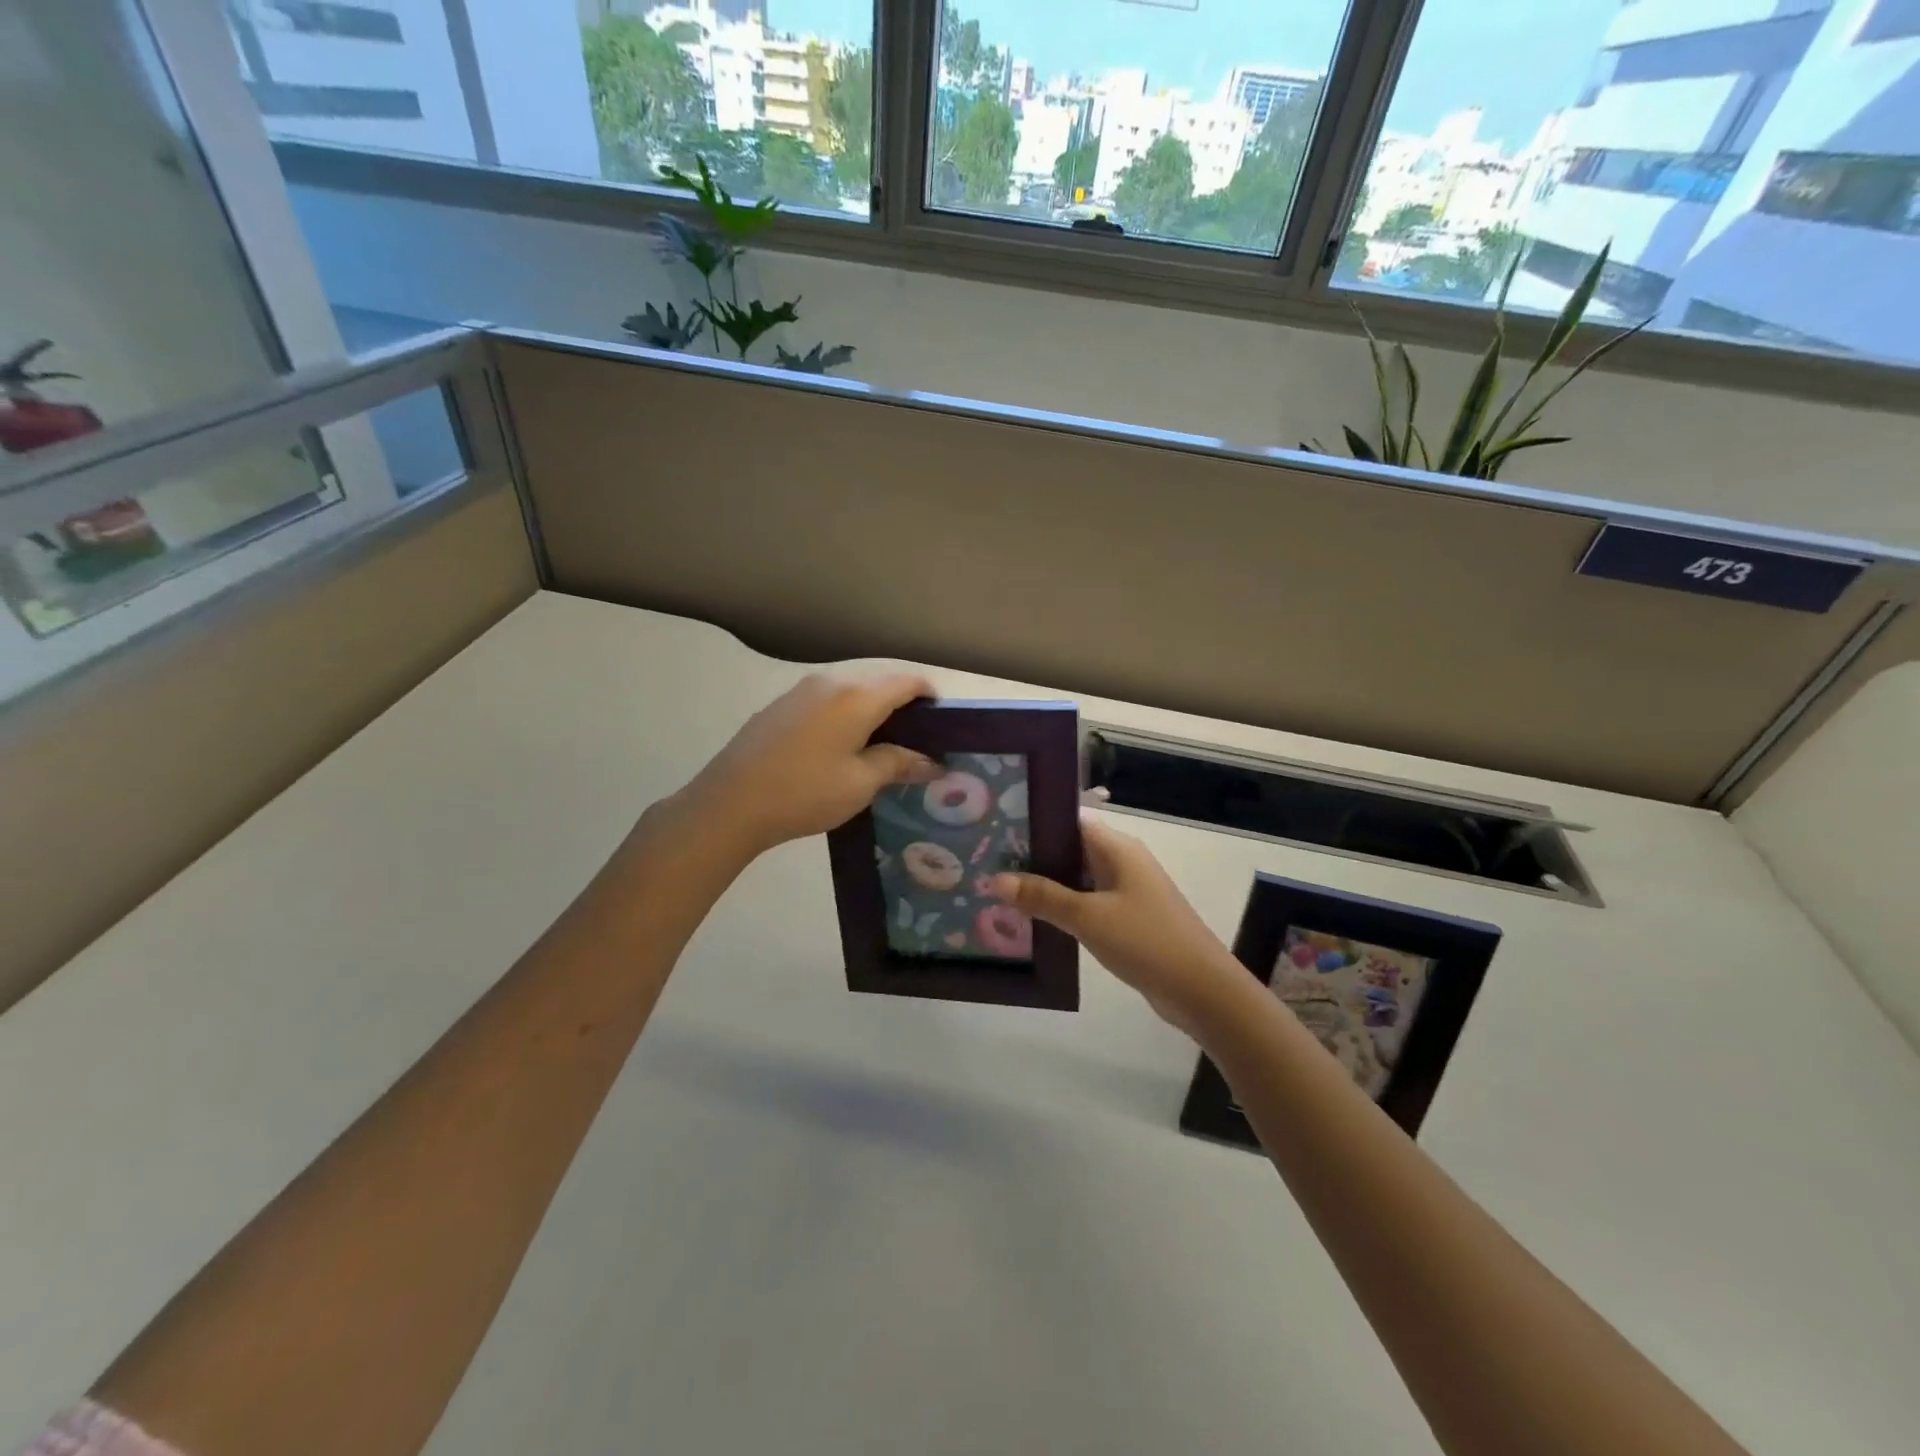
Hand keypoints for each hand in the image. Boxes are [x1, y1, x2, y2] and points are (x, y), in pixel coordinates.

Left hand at [680, 673, 940, 857]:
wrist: (730, 803)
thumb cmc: (806, 792)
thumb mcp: (860, 783)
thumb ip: (898, 764)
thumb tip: (931, 761)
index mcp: (856, 696)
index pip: (906, 682)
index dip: (930, 697)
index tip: (943, 724)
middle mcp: (830, 682)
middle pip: (878, 684)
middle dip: (902, 708)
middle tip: (915, 744)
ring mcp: (800, 692)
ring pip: (850, 693)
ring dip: (871, 713)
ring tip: (879, 750)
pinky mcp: (779, 707)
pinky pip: (825, 703)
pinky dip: (844, 718)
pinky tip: (839, 750)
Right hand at [992, 816, 1249, 1037]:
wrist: (1201, 990)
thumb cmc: (1145, 941)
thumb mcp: (1087, 917)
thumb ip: (1042, 896)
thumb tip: (995, 879)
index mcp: (1117, 848)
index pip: (1069, 821)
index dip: (1035, 822)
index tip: (996, 828)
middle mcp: (1122, 862)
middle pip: (1071, 849)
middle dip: (1033, 856)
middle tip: (988, 860)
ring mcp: (1127, 891)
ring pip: (1078, 879)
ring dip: (1046, 885)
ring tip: (1000, 888)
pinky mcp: (1129, 919)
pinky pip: (1088, 903)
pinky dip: (1064, 907)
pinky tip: (1034, 919)